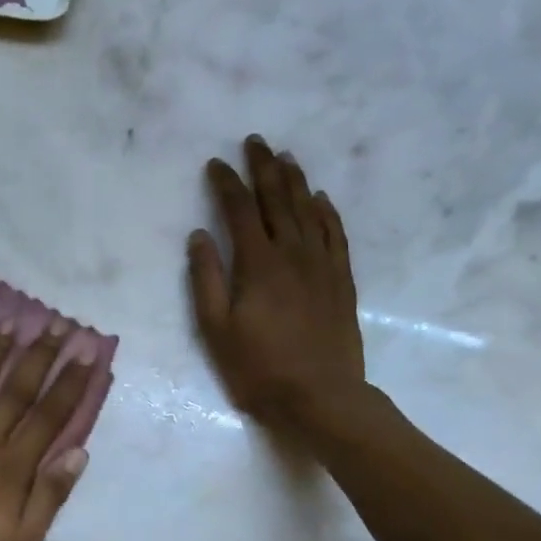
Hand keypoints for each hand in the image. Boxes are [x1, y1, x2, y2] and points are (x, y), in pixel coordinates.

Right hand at [188, 135, 372, 440]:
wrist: (321, 398)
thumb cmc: (258, 368)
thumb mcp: (215, 329)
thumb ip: (205, 279)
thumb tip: (198, 236)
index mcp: (258, 265)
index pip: (239, 211)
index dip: (226, 184)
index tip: (215, 163)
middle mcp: (293, 255)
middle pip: (278, 200)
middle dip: (264, 168)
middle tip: (256, 141)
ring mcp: (322, 266)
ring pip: (309, 211)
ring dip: (296, 181)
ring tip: (286, 157)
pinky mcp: (342, 281)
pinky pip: (336, 235)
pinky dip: (327, 212)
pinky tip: (321, 199)